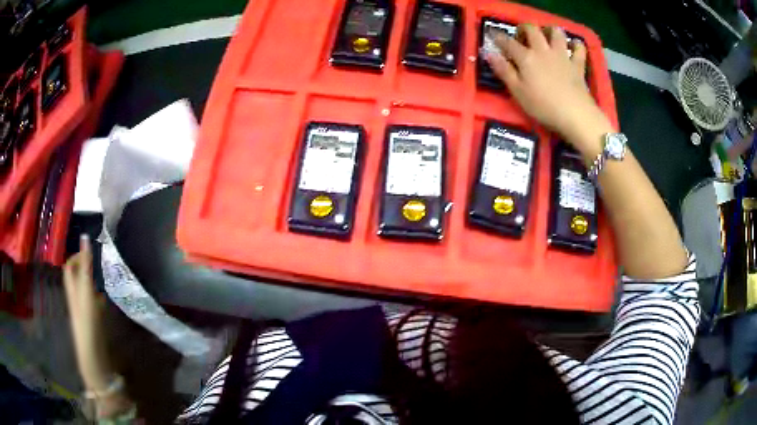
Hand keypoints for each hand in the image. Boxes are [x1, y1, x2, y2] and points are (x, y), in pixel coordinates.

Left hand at [63, 235, 110, 391]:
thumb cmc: (87, 319)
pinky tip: (107, 298)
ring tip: (105, 276)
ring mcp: (83, 308)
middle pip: (77, 276)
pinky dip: (99, 296)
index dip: (77, 256)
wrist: (92, 353)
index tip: (91, 251)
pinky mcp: (92, 319)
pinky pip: (93, 302)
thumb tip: (86, 236)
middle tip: (100, 262)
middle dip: (86, 267)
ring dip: (93, 280)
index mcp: (72, 287)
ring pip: (85, 288)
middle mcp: (75, 295)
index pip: (70, 265)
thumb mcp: (86, 289)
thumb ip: (86, 265)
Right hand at [485, 24, 611, 150]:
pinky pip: (579, 48)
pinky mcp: (577, 64)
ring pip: (556, 33)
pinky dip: (576, 44)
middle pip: (532, 30)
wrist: (575, 115)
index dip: (499, 37)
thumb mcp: (517, 92)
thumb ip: (503, 71)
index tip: (493, 36)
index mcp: (526, 57)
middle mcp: (543, 50)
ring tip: (547, 37)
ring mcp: (562, 56)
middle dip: (524, 29)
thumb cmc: (543, 106)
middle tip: (522, 37)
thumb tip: (488, 53)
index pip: (508, 42)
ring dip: (550, 31)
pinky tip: (573, 46)